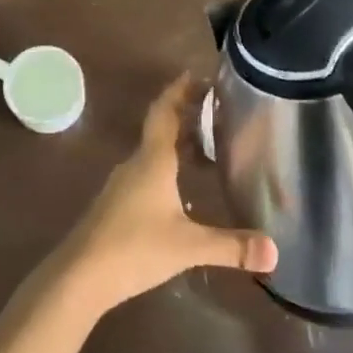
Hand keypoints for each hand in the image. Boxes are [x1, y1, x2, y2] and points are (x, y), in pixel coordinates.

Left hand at [54, 75, 277, 313]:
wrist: (78, 277)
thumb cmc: (134, 248)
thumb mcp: (188, 246)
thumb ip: (231, 247)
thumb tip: (274, 252)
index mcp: (152, 161)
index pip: (165, 112)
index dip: (179, 91)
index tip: (196, 75)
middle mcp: (135, 165)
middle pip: (159, 129)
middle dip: (184, 115)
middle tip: (212, 109)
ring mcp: (120, 186)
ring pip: (151, 154)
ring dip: (174, 144)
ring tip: (203, 147)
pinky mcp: (114, 207)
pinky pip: (144, 174)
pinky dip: (165, 169)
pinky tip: (178, 190)